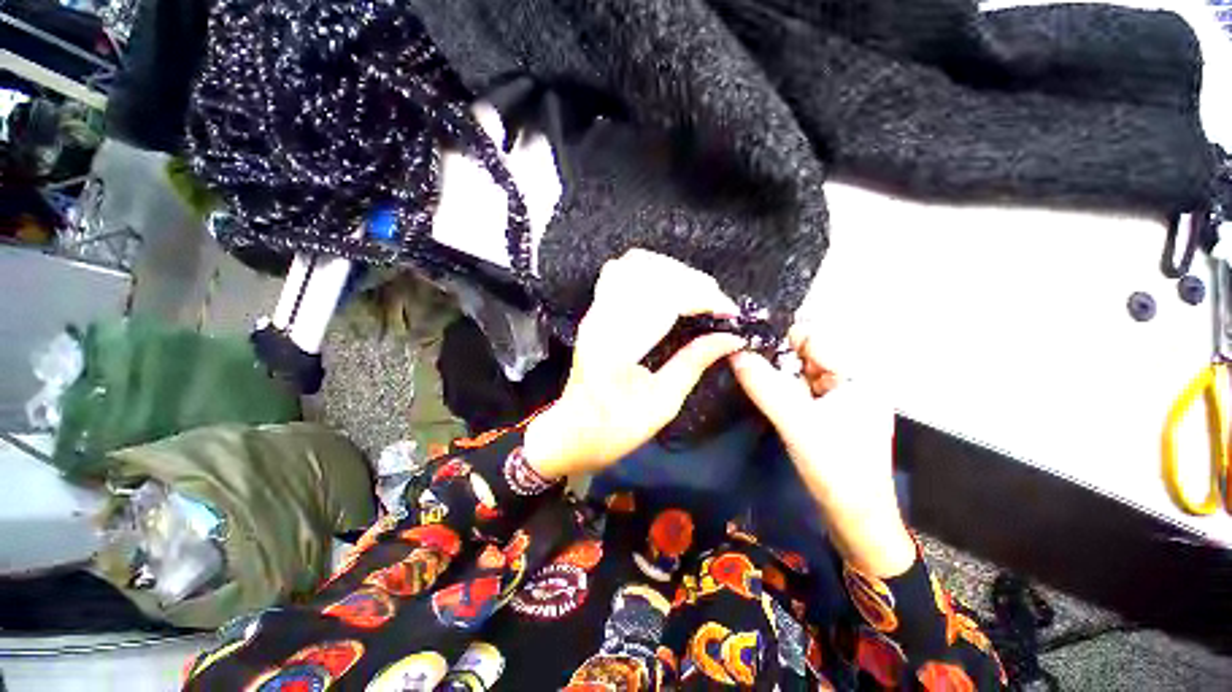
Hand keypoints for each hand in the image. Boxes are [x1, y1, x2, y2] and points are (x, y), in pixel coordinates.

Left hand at [524, 249, 743, 478]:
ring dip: (673, 272)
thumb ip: (694, 364)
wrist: (572, 432)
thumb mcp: (661, 404)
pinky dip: (652, 271)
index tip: (729, 312)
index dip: (702, 298)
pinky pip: (622, 271)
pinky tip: (669, 287)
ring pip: (634, 264)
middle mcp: (602, 319)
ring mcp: (595, 311)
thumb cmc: (614, 428)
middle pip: (650, 274)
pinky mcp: (596, 311)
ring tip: (698, 292)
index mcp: (616, 346)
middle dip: (693, 282)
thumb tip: (731, 339)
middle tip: (718, 303)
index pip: (663, 300)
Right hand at [729, 325, 915, 576]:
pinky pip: (799, 390)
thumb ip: (764, 385)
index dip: (781, 334)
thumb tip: (734, 352)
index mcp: (857, 376)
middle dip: (775, 354)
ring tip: (743, 366)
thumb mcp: (796, 422)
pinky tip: (759, 387)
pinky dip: (780, 387)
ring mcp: (839, 399)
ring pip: (800, 372)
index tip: (748, 336)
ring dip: (775, 371)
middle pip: (807, 354)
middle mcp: (851, 381)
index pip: (816, 338)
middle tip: (740, 353)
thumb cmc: (835, 468)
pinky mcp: (828, 414)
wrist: (855, 519)